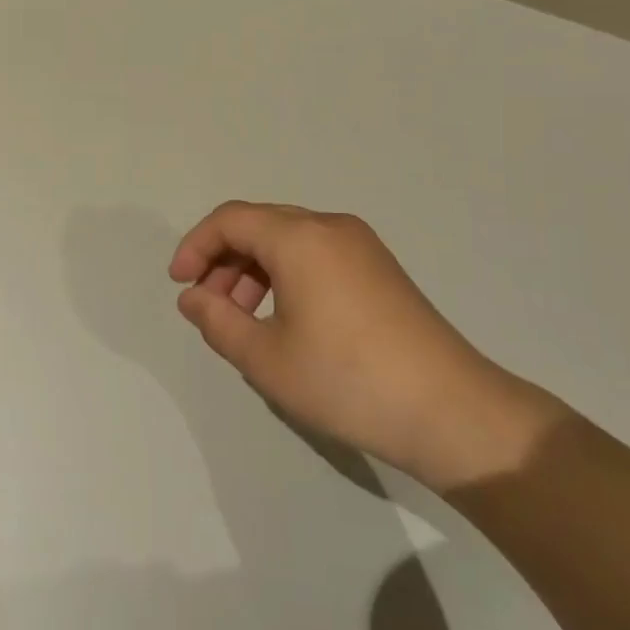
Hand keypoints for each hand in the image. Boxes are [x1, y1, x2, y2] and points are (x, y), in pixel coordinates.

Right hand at [168, 202, 556, 488]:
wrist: (449, 409)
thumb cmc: (346, 380)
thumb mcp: (266, 358)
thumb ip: (217, 320)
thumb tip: (193, 297)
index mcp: (299, 237)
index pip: (230, 220)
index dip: (195, 246)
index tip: (180, 286)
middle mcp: (330, 227)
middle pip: (259, 225)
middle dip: (224, 260)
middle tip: (209, 307)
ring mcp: (361, 245)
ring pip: (289, 240)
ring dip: (255, 269)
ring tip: (244, 320)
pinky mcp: (379, 268)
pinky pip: (317, 254)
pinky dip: (287, 275)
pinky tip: (285, 320)